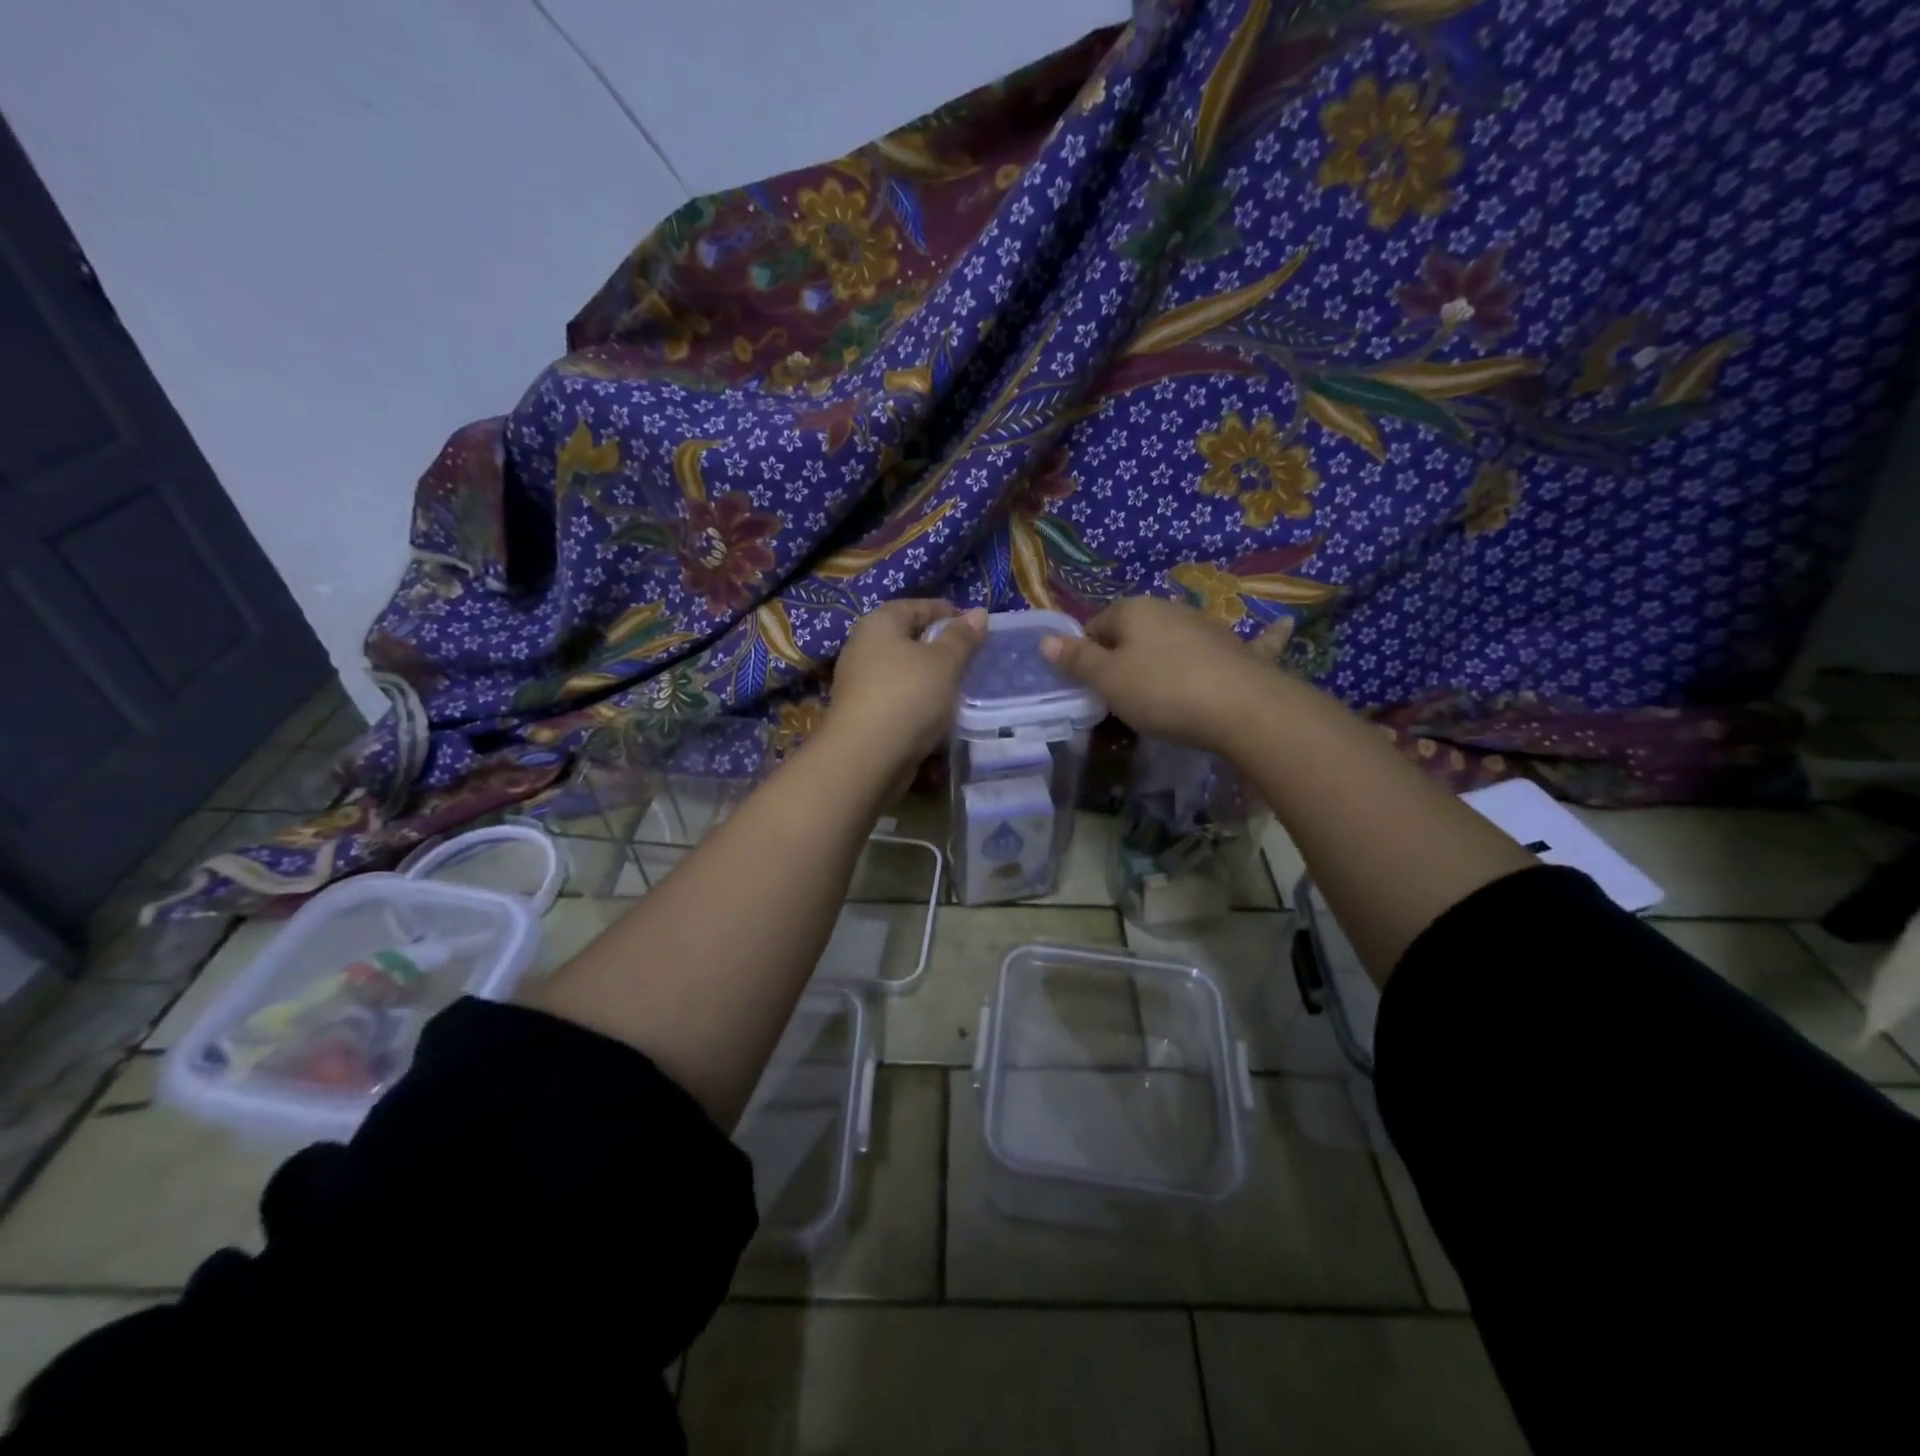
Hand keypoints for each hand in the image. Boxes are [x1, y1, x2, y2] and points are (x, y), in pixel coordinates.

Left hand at [825, 600, 986, 770]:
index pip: (916, 606)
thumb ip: (962, 637)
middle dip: (938, 647)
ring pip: (902, 671)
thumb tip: (979, 612)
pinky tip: (937, 714)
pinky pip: (896, 698)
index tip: (975, 628)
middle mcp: (862, 647)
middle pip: (907, 638)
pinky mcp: (862, 714)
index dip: (947, 612)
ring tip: (959, 688)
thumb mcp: (944, 662)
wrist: (866, 758)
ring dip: (928, 677)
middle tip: (971, 659)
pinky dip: (917, 701)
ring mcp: (858, 683)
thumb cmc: (908, 696)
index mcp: (879, 623)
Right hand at [1041, 596, 1276, 756]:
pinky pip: (1246, 642)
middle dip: (1123, 659)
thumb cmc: (1163, 691)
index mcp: (1134, 610)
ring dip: (1165, 659)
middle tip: (1120, 699)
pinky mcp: (1241, 650)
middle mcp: (1171, 609)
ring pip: (1175, 641)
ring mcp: (1209, 627)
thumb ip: (1077, 660)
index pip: (1095, 626)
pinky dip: (1257, 637)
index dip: (1086, 657)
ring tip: (1162, 696)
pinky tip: (1281, 625)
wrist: (1243, 708)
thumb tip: (1045, 639)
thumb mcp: (1108, 681)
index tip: (1089, 689)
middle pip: (1134, 633)